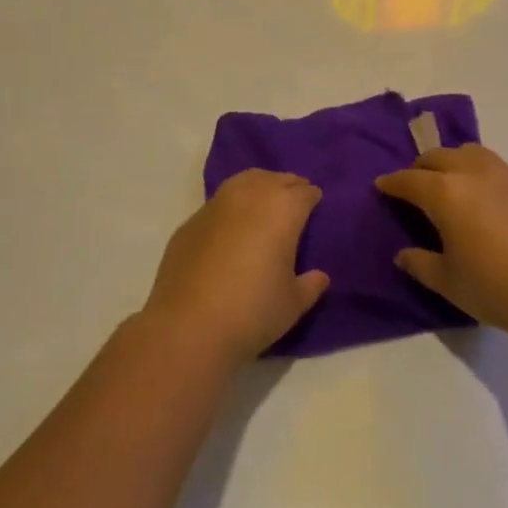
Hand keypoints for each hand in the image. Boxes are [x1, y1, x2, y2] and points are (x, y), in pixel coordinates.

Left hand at [142, 171, 329, 362]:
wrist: (187, 327)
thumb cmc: (252, 312)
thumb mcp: (293, 304)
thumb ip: (310, 285)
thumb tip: (320, 276)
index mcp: (282, 210)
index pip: (304, 192)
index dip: (313, 198)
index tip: (316, 206)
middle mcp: (250, 196)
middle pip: (275, 179)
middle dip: (288, 186)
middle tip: (294, 200)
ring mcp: (216, 205)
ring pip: (244, 181)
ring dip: (259, 186)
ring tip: (264, 202)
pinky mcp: (191, 222)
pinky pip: (219, 203)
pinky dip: (231, 207)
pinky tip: (231, 227)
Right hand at [376, 145, 507, 346]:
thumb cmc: (495, 289)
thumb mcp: (448, 282)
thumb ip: (420, 264)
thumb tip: (403, 254)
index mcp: (446, 193)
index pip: (410, 180)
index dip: (392, 183)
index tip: (381, 186)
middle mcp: (473, 172)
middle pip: (438, 157)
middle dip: (420, 168)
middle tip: (413, 186)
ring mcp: (506, 174)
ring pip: (469, 152)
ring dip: (451, 161)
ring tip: (449, 183)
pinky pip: (495, 166)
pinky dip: (479, 171)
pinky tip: (484, 197)